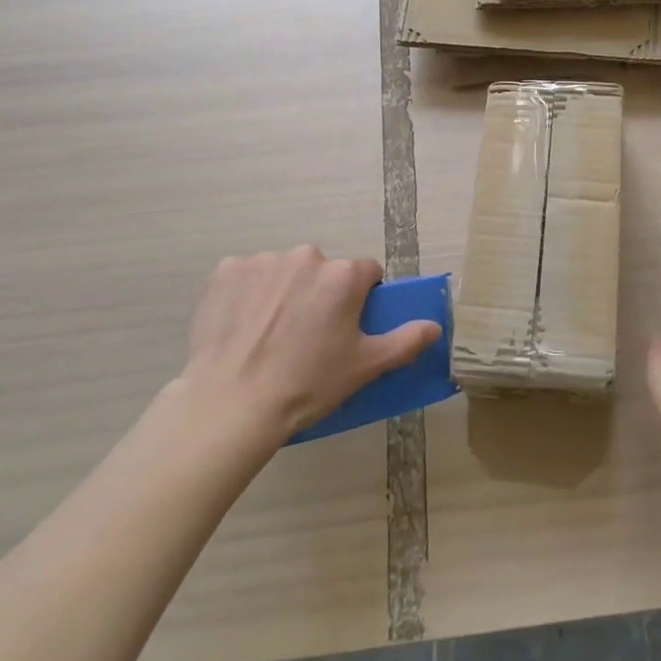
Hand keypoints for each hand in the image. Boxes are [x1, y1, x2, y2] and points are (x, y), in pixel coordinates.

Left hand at [183, 246, 440, 438]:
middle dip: (320, 293)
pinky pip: (247, 276)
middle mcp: (307, 256)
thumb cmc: (307, 385)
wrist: (230, 404)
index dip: (361, 298)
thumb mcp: (364, 368)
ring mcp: (263, 260)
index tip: (347, 326)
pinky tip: (242, 327)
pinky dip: (248, 294)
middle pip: (323, 270)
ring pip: (285, 271)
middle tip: (308, 336)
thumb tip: (434, 326)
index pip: (367, 273)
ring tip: (270, 335)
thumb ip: (404, 341)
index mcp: (344, 275)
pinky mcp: (226, 271)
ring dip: (284, 291)